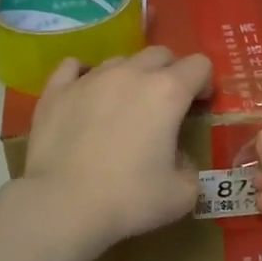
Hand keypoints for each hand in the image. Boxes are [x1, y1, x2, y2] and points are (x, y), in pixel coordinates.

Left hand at [22, 47, 212, 248]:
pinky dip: (84, 75)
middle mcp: (130, 74)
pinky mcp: (56, 91)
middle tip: (166, 106)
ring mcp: (89, 78)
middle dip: (170, 73)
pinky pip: (72, 67)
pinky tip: (85, 94)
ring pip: (119, 60)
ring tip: (123, 107)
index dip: (205, 83)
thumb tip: (179, 159)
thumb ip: (190, 168)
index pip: (199, 65)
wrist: (63, 206)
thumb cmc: (129, 199)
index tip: (199, 106)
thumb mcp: (182, 194)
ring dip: (130, 77)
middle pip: (159, 54)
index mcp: (167, 92)